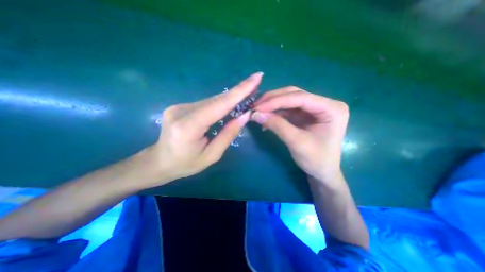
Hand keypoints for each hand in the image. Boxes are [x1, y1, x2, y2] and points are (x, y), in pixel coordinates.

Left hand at [150, 72, 263, 182]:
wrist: (159, 161)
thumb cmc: (186, 164)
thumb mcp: (211, 155)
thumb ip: (228, 135)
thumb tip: (244, 115)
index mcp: (188, 126)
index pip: (219, 105)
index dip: (239, 91)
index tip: (256, 78)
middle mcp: (181, 111)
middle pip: (216, 99)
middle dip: (238, 91)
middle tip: (256, 81)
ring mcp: (179, 106)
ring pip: (212, 100)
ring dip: (230, 97)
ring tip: (247, 93)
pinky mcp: (180, 106)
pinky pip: (206, 103)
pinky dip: (220, 103)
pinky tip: (230, 103)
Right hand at [249, 87, 347, 182]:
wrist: (322, 172)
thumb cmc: (316, 160)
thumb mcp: (297, 143)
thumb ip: (277, 126)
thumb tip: (255, 114)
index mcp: (331, 108)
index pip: (300, 97)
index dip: (277, 101)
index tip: (258, 107)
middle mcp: (324, 104)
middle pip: (294, 95)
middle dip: (273, 100)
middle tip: (255, 106)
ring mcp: (314, 108)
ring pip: (289, 100)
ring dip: (272, 105)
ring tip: (257, 111)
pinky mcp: (305, 115)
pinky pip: (287, 109)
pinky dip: (275, 113)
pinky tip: (265, 118)